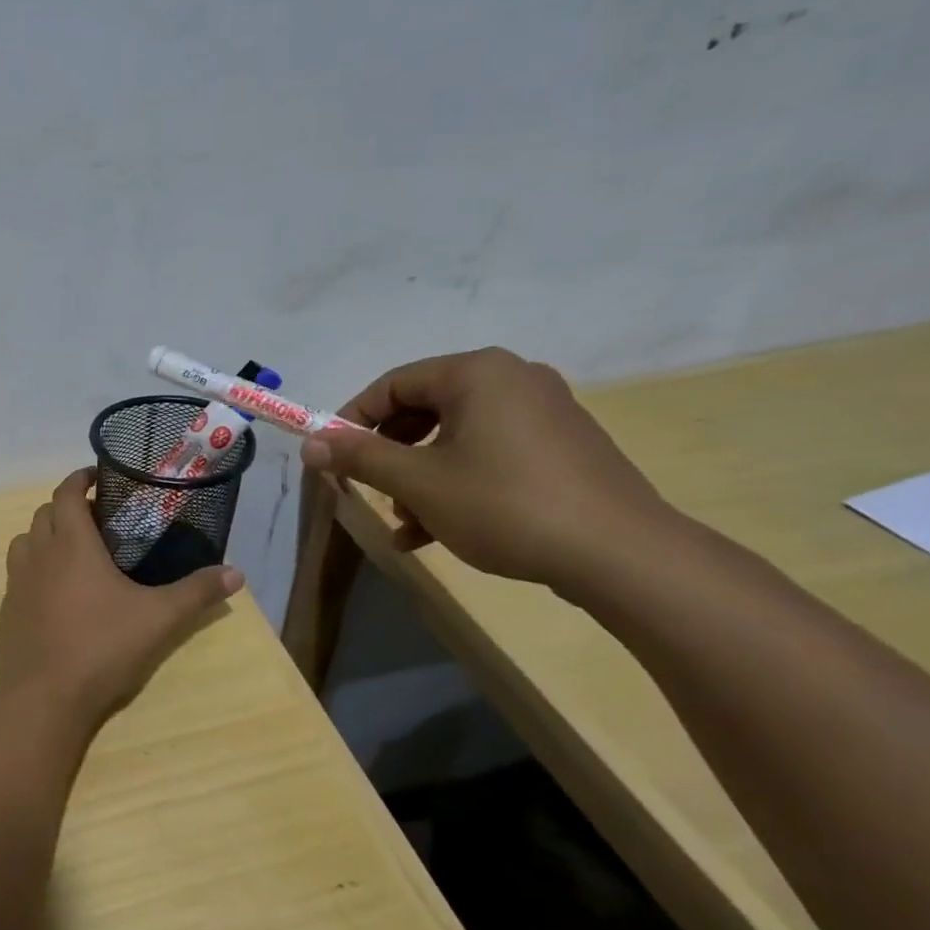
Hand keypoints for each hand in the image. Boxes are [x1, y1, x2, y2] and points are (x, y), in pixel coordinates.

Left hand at [0, 469, 243, 725]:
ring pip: (26, 541)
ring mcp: (17, 582)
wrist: (44, 699)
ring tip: (74, 551)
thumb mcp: (159, 619)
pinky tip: (57, 592)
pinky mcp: (8, 609)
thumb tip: (236, 574)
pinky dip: (35, 567)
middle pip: (45, 513)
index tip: (98, 476)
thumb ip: (197, 593)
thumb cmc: (102, 648)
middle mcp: (38, 554)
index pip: (66, 492)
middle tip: (98, 519)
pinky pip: (17, 573)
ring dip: (46, 535)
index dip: (80, 478)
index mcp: (71, 544)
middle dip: (67, 507)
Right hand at [299, 348, 674, 587]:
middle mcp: (512, 379)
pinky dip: (456, 483)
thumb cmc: (505, 505)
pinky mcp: (562, 446)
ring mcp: (544, 412)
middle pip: (423, 409)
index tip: (331, 459)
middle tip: (367, 490)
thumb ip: (358, 458)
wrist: (621, 555)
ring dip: (418, 477)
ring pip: (455, 437)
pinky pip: (489, 453)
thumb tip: (309, 443)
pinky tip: (435, 530)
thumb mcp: (418, 483)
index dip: (352, 421)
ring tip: (405, 522)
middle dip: (388, 455)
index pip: (392, 384)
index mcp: (477, 373)